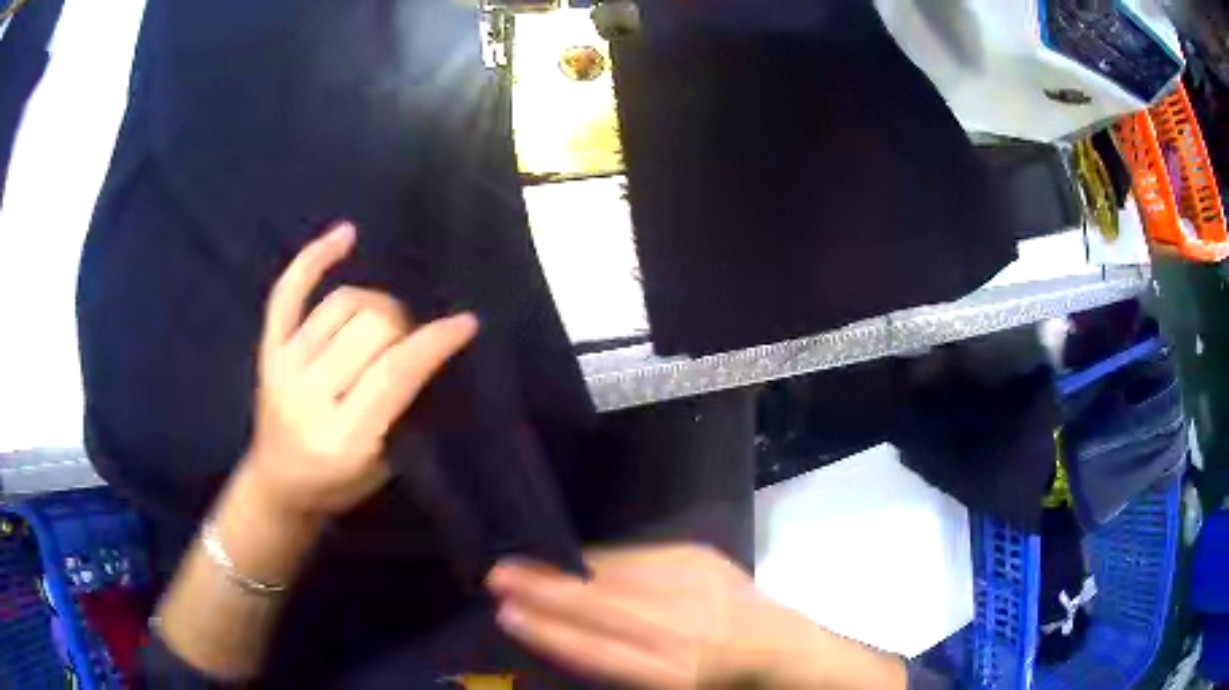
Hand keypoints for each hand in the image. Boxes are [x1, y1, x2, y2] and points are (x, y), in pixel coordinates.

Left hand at [243, 222, 477, 519]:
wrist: (279, 484)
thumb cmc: (338, 484)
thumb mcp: (384, 465)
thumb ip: (403, 409)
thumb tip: (426, 349)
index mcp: (344, 436)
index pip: (396, 372)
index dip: (435, 342)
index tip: (465, 324)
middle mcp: (309, 395)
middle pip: (371, 328)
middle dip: (403, 328)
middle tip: (408, 346)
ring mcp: (284, 366)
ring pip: (343, 304)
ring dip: (376, 305)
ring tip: (383, 324)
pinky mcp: (268, 349)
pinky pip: (289, 292)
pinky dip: (315, 259)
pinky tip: (345, 234)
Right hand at [487, 545, 767, 687]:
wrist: (781, 645)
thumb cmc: (719, 681)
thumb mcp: (669, 687)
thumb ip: (620, 665)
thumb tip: (565, 634)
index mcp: (673, 673)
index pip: (597, 652)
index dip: (550, 633)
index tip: (508, 614)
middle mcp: (682, 628)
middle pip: (601, 608)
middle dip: (545, 592)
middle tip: (498, 577)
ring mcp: (694, 587)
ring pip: (616, 577)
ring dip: (565, 571)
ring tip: (525, 566)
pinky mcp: (701, 558)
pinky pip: (639, 556)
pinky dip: (603, 561)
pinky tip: (577, 561)